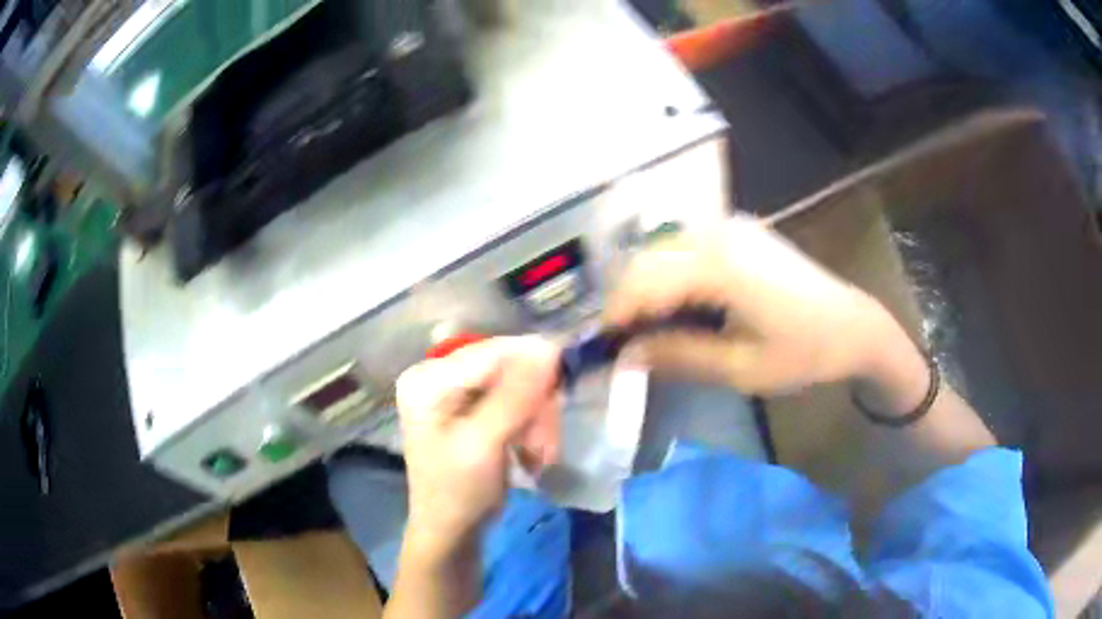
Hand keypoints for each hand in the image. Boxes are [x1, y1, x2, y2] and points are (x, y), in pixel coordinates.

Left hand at [395, 336, 560, 553]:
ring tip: (541, 455)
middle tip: (545, 444)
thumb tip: (548, 346)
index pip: (492, 352)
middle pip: (508, 367)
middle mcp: (441, 376)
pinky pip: (518, 402)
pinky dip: (532, 426)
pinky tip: (533, 453)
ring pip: (520, 386)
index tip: (560, 396)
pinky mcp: (476, 410)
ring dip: (538, 420)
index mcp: (428, 378)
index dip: (533, 365)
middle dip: (534, 405)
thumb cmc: (458, 492)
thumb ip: (514, 396)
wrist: (452, 532)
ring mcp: (458, 393)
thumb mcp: (484, 444)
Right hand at [605, 215, 894, 394]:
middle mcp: (718, 231)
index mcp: (719, 264)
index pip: (645, 283)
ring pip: (664, 251)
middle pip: (648, 260)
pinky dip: (672, 276)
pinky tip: (682, 306)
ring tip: (651, 330)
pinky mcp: (739, 230)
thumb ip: (679, 355)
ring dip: (649, 288)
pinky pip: (687, 248)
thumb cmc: (805, 352)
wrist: (854, 325)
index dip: (618, 316)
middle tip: (626, 344)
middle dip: (629, 301)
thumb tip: (628, 354)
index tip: (604, 349)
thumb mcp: (740, 368)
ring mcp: (729, 226)